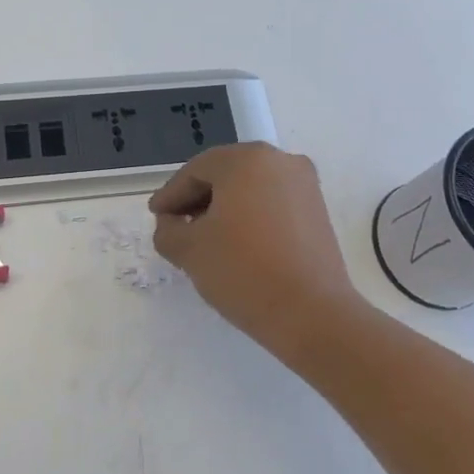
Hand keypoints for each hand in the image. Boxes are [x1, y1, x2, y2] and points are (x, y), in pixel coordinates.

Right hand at [149, 143, 358, 362]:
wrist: (312, 314)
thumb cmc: (243, 270)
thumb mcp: (189, 250)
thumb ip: (167, 230)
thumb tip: (172, 224)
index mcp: (247, 159)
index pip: (196, 171)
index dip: (171, 195)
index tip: (155, 216)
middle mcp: (280, 161)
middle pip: (225, 174)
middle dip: (197, 199)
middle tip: (175, 225)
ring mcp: (305, 185)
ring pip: (250, 189)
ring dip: (224, 209)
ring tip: (204, 239)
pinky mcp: (318, 212)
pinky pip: (272, 204)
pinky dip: (250, 217)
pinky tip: (236, 245)